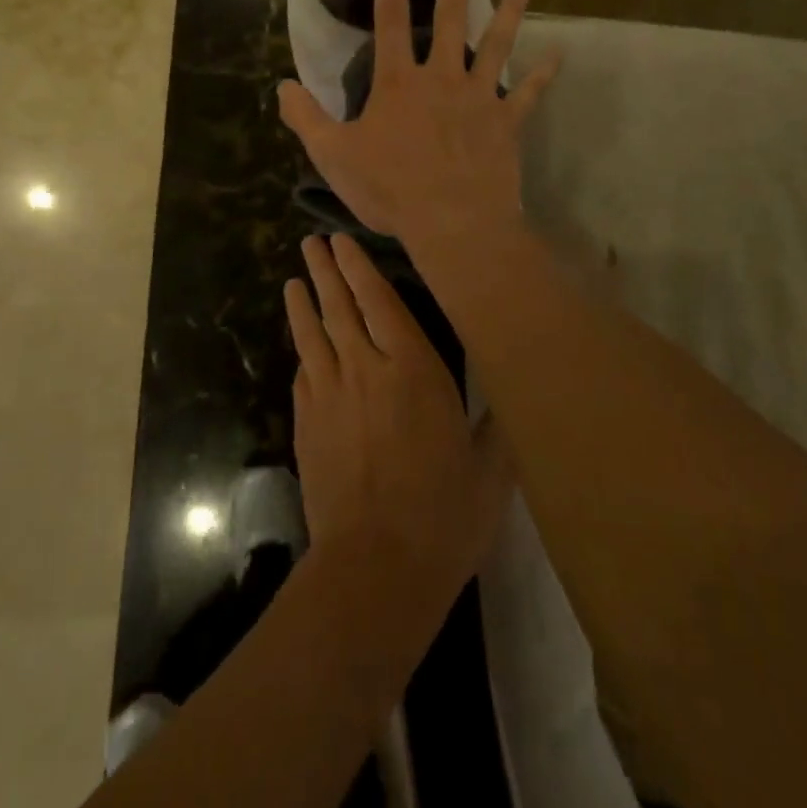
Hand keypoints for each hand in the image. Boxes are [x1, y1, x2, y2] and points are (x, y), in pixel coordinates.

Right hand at [279, 0, 557, 246]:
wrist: (452, 223)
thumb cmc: (390, 189)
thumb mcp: (332, 156)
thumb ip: (306, 118)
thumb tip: (282, 87)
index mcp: (398, 82)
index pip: (390, 17)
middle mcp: (442, 78)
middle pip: (451, 16)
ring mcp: (479, 98)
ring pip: (497, 45)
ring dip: (509, 11)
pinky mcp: (506, 124)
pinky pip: (529, 95)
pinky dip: (543, 76)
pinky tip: (558, 56)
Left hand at [286, 234, 512, 607]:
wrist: (375, 567)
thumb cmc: (443, 514)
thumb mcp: (490, 471)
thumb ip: (498, 427)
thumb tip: (512, 400)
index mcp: (411, 368)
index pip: (379, 301)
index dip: (359, 268)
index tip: (343, 241)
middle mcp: (364, 368)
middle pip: (339, 307)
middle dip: (326, 270)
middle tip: (312, 243)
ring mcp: (328, 394)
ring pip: (312, 333)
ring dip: (303, 301)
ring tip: (295, 278)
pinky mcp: (305, 422)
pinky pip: (303, 371)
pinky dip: (302, 350)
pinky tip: (302, 344)